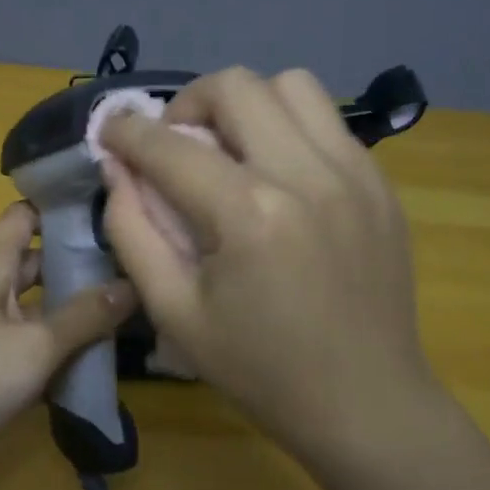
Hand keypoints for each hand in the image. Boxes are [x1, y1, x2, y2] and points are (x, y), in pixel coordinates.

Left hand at [0, 203, 136, 470]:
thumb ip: (85, 316)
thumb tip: (133, 284)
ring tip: (126, 305)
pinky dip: (59, 346)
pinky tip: (98, 355)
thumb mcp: (36, 344)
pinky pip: (31, 344)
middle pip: (34, 262)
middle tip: (130, 261)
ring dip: (72, 308)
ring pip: (37, 307)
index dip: (57, 206)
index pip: (22, 217)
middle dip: (77, 261)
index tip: (105, 207)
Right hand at [98, 68, 435, 456]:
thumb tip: (116, 169)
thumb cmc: (259, 368)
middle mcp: (306, 174)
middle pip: (235, 86)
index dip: (126, 131)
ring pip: (291, 85)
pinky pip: (327, 121)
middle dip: (187, 104)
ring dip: (246, 104)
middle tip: (175, 144)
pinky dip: (288, 127)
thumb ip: (132, 231)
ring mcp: (354, 172)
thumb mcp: (173, 312)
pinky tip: (277, 174)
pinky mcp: (380, 182)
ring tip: (231, 149)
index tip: (109, 132)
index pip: (170, 145)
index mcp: (248, 214)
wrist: (366, 403)